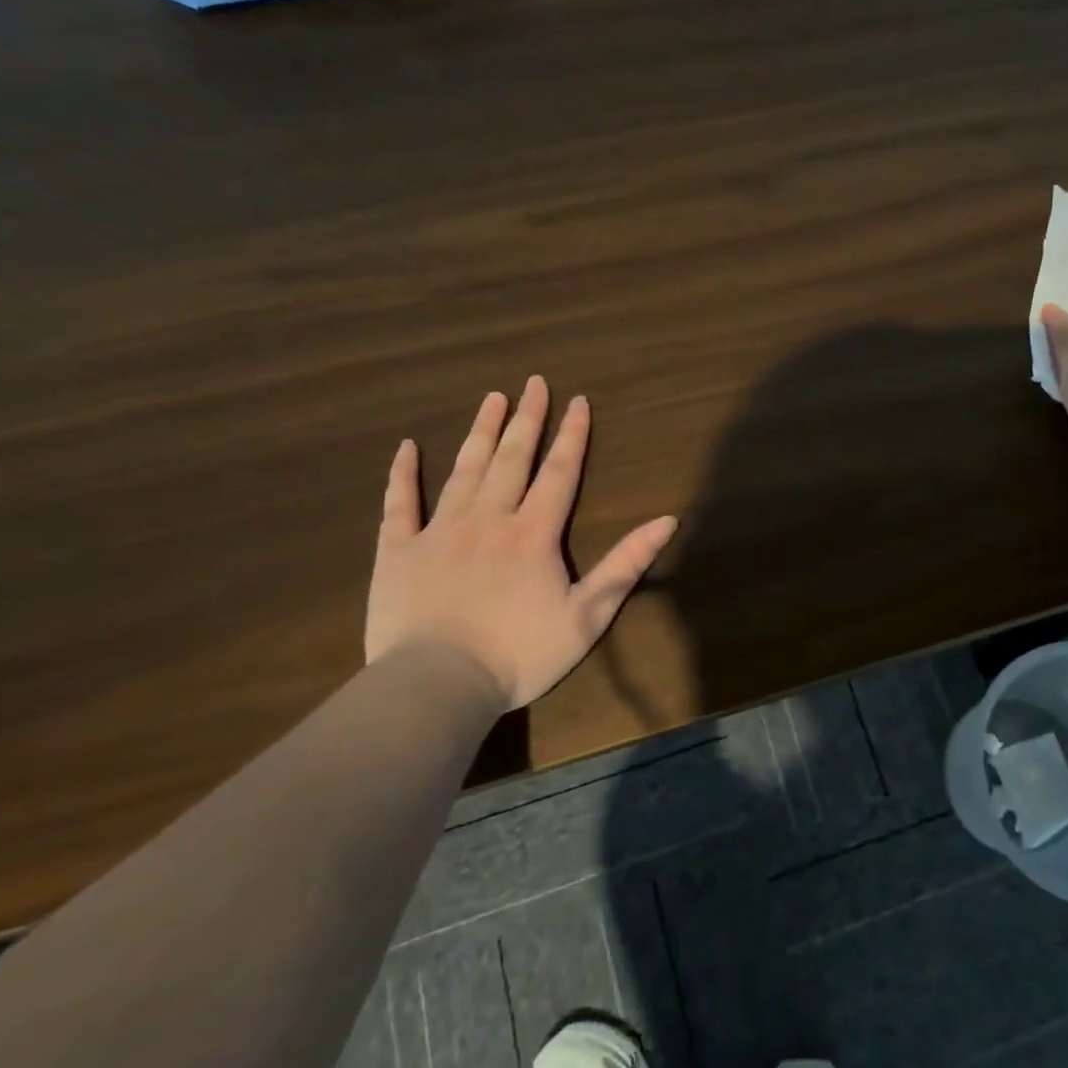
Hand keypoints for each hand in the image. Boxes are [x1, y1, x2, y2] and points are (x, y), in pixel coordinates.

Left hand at [364, 376, 677, 708]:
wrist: (439, 684)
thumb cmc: (520, 653)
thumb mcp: (588, 614)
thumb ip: (626, 564)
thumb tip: (668, 520)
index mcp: (534, 534)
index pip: (558, 473)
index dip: (571, 435)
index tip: (577, 400)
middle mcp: (489, 519)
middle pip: (512, 459)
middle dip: (527, 419)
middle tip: (534, 382)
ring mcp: (440, 531)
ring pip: (464, 470)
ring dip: (481, 432)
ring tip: (492, 398)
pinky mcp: (398, 551)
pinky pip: (399, 504)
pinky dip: (403, 473)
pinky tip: (406, 447)